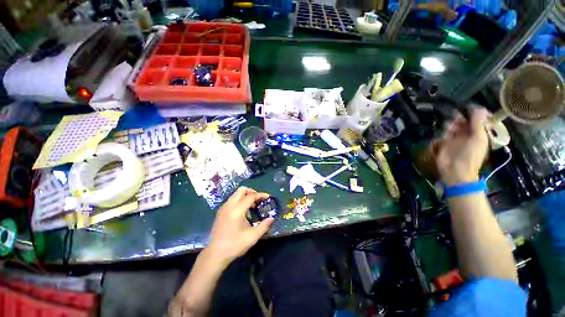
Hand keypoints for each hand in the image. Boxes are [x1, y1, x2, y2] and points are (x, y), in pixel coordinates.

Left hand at [207, 187, 274, 265]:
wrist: (215, 254)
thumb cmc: (235, 245)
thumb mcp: (252, 237)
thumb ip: (264, 226)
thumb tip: (272, 218)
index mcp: (237, 210)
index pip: (250, 196)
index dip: (260, 195)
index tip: (268, 197)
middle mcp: (229, 205)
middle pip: (242, 190)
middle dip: (252, 192)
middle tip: (259, 200)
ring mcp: (223, 208)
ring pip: (236, 194)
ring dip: (246, 196)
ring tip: (253, 205)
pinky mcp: (220, 211)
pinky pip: (232, 199)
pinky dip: (240, 200)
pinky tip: (244, 211)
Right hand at [436, 108, 488, 185]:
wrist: (455, 169)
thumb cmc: (470, 154)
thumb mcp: (478, 137)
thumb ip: (478, 122)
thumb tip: (478, 107)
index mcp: (479, 133)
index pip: (477, 119)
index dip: (473, 113)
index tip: (469, 108)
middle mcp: (468, 134)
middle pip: (464, 120)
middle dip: (460, 118)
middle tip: (457, 118)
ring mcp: (455, 138)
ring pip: (453, 125)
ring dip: (451, 125)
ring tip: (450, 129)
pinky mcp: (444, 142)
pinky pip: (444, 132)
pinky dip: (444, 131)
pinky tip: (444, 135)